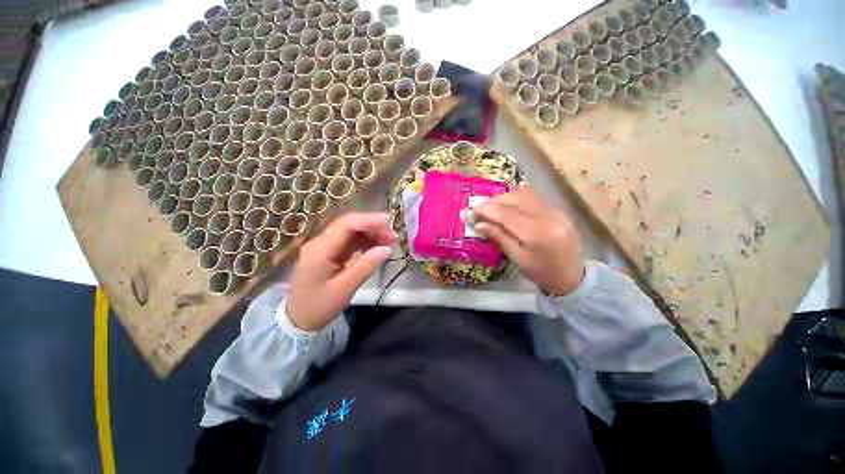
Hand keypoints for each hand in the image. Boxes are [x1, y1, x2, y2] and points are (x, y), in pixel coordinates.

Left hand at [287, 212, 395, 330]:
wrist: (298, 319)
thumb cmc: (319, 306)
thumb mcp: (345, 289)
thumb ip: (365, 266)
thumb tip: (387, 249)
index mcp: (320, 249)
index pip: (346, 224)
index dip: (369, 219)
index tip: (389, 220)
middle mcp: (320, 242)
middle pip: (348, 224)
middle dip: (372, 226)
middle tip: (393, 236)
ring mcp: (324, 246)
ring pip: (350, 231)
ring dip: (370, 233)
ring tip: (389, 241)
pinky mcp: (329, 252)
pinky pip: (349, 240)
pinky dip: (365, 241)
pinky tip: (377, 246)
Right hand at [474, 187, 584, 295]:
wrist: (573, 278)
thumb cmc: (542, 273)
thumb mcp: (518, 258)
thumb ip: (499, 237)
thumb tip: (479, 224)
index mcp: (538, 233)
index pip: (508, 215)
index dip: (488, 210)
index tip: (474, 210)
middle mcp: (549, 216)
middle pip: (517, 199)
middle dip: (496, 201)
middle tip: (482, 209)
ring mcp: (556, 212)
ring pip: (526, 195)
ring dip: (506, 198)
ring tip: (493, 207)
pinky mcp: (557, 211)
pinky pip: (533, 200)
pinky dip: (517, 201)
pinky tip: (509, 209)